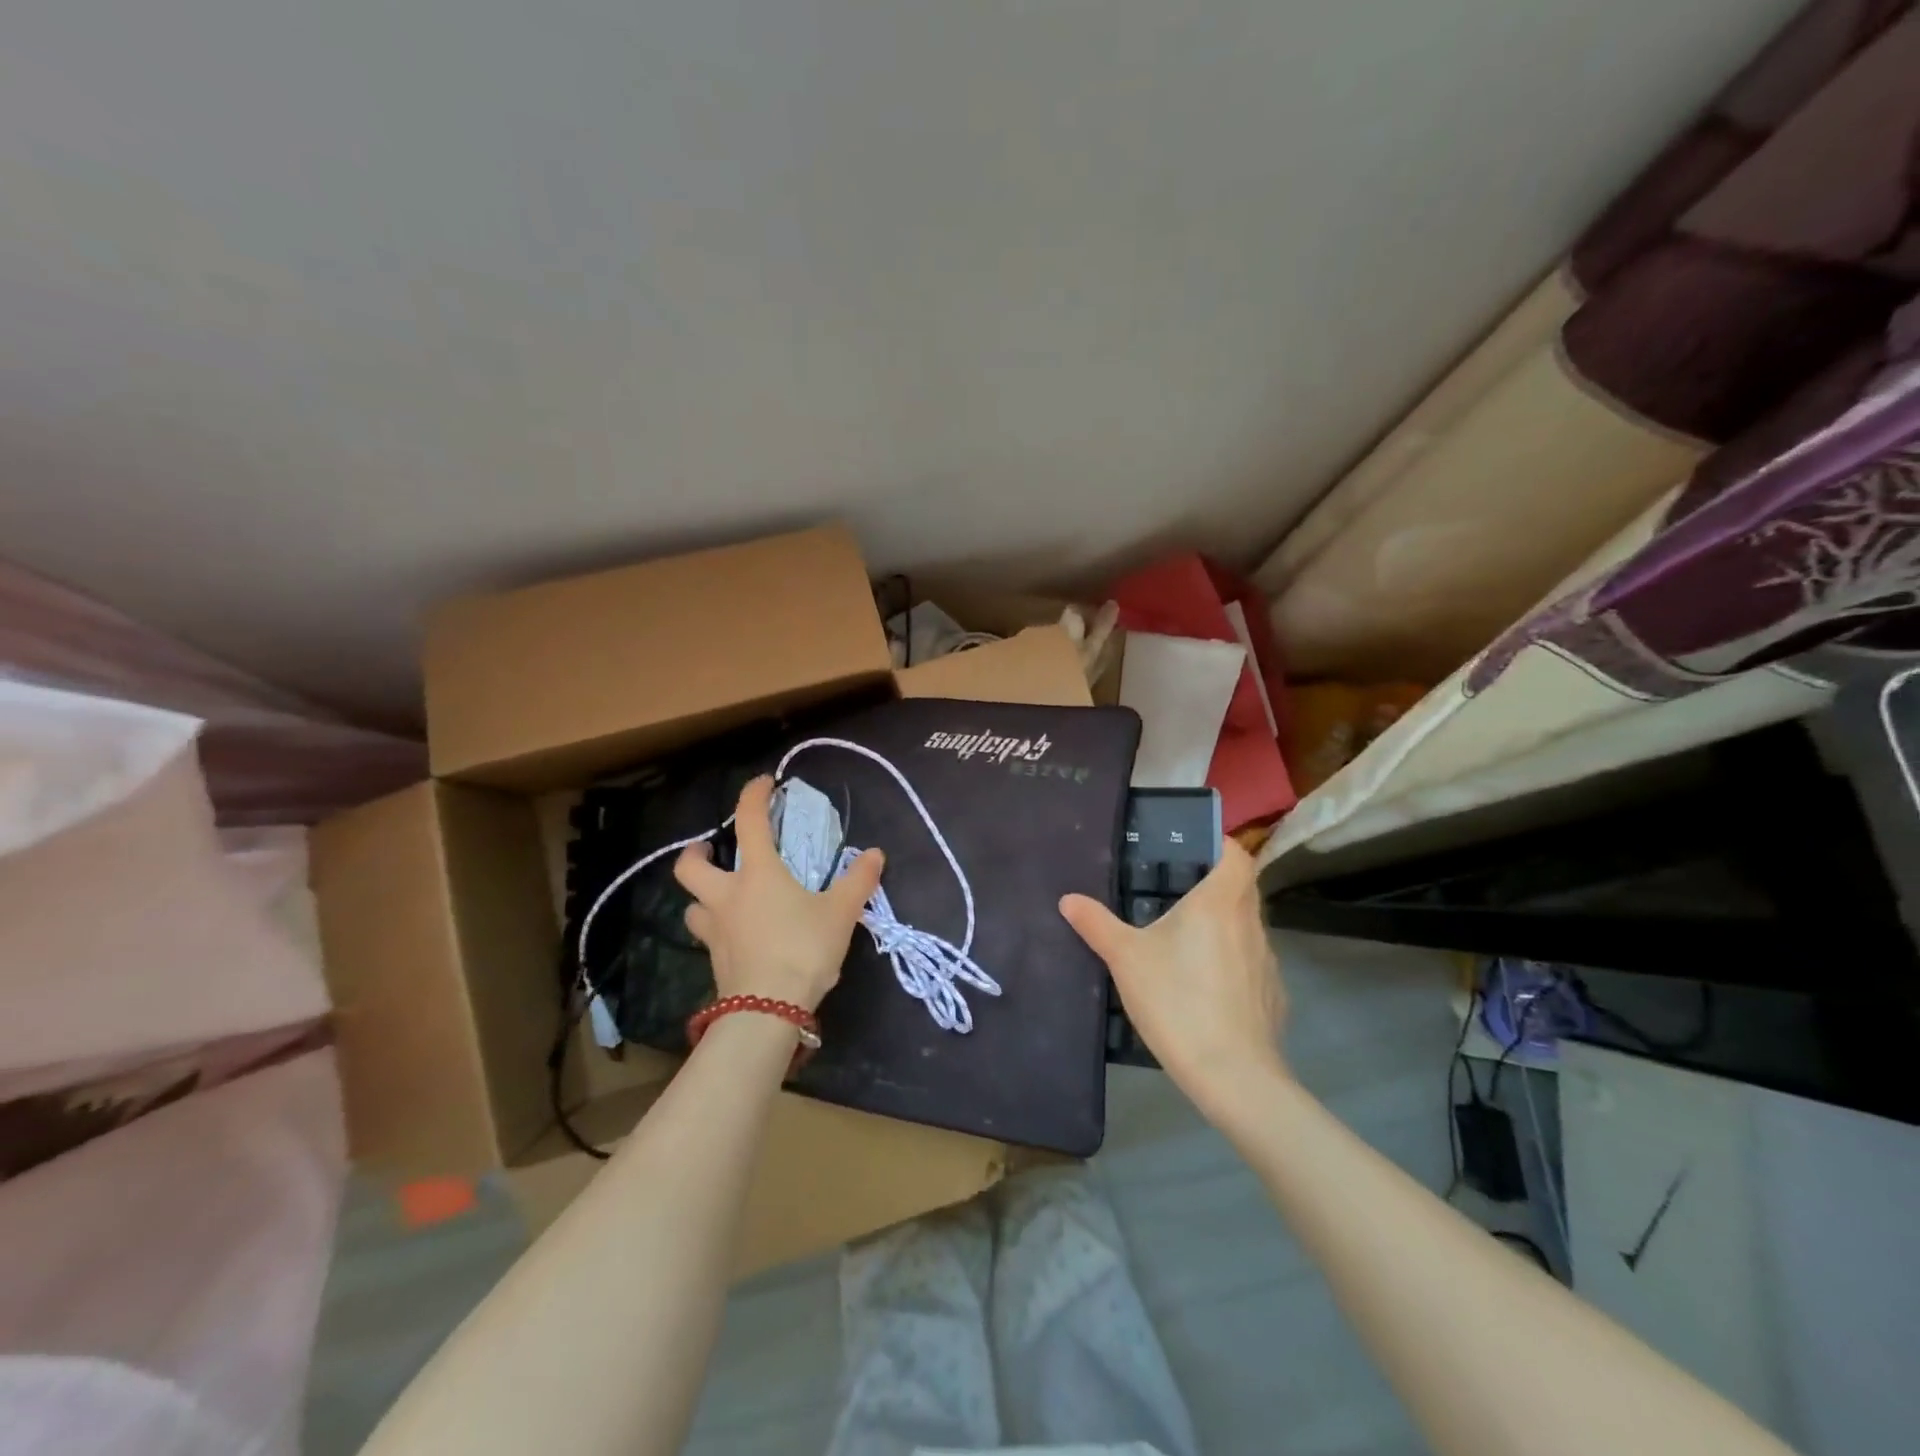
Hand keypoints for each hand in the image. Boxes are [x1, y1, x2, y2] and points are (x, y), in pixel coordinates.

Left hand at [674, 776, 884, 1011]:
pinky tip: (736, 936)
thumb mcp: (840, 913)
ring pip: (692, 905)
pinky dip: (716, 928)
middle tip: (712, 850)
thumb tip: (875, 853)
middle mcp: (727, 896)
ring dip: (702, 896)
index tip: (764, 783)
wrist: (769, 1010)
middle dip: (696, 853)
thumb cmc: (803, 949)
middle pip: (690, 866)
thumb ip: (858, 880)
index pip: (749, 821)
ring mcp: (715, 931)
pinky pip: (707, 936)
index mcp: (757, 874)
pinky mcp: (715, 961)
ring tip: (722, 897)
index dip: (753, 795)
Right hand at [1060, 841, 1287, 1117]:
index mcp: (1220, 902)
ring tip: (1185, 940)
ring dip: (1222, 925)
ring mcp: (1267, 961)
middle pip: (1242, 888)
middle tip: (1175, 892)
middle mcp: (1250, 922)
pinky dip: (1232, 964)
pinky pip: (1251, 964)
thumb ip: (1097, 924)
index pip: (1237, 853)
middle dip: (1214, 885)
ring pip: (1246, 926)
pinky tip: (1205, 986)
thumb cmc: (1177, 1000)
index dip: (1221, 844)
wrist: (1232, 1075)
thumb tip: (1068, 899)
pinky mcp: (1272, 996)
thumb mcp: (1125, 959)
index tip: (1194, 849)